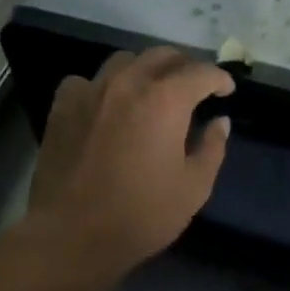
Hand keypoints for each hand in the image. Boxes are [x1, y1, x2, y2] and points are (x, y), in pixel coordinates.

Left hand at [29, 47, 233, 281]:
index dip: (219, 78)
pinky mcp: (63, 106)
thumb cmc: (142, 215)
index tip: (226, 91)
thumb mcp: (194, 188)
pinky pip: (88, 81)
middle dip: (185, 66)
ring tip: (153, 91)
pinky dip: (105, 86)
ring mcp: (91, 91)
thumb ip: (212, 148)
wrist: (72, 234)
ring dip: (146, 70)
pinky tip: (108, 105)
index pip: (201, 72)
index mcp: (165, 100)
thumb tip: (220, 122)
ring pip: (124, 61)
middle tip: (195, 87)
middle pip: (162, 56)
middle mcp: (128, 83)